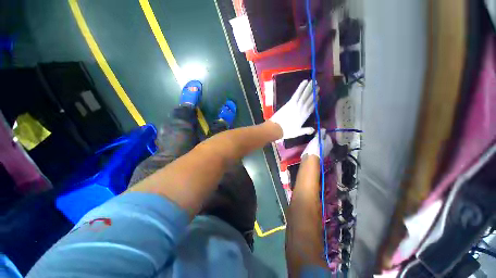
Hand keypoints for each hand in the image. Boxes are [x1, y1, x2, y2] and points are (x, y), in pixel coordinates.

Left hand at [269, 80, 317, 138]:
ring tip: (313, 82)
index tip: (318, 97)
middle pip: (309, 100)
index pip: (311, 108)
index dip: (315, 102)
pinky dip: (301, 88)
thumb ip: (306, 130)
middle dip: (313, 93)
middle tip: (318, 86)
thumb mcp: (297, 133)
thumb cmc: (286, 131)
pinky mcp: (290, 103)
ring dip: (309, 88)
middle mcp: (302, 110)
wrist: (277, 129)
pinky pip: (297, 94)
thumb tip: (314, 130)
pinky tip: (304, 82)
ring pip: (304, 95)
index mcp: (304, 117)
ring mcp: (296, 106)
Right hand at [301, 129, 332, 158]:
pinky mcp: (320, 155)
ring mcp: (325, 152)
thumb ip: (321, 132)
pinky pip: (318, 149)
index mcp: (330, 142)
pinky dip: (316, 147)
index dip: (322, 133)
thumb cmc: (315, 146)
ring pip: (322, 145)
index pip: (327, 135)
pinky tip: (312, 147)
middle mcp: (329, 147)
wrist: (311, 158)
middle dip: (320, 138)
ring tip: (312, 141)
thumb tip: (324, 129)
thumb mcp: (317, 137)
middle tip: (314, 137)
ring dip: (318, 143)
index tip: (316, 133)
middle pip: (325, 140)